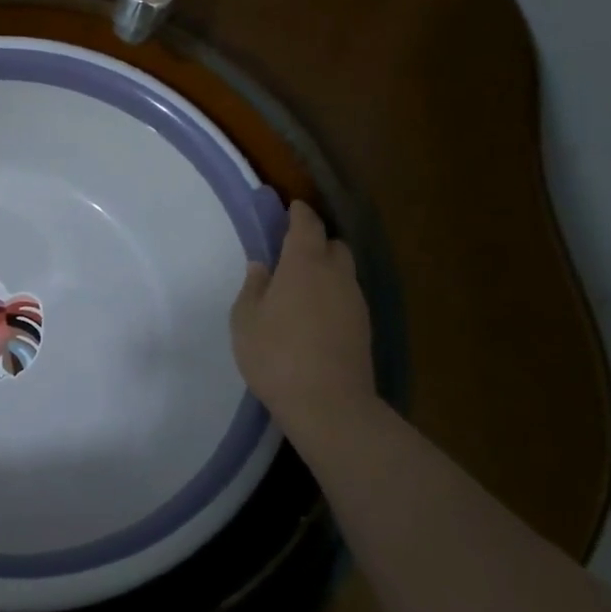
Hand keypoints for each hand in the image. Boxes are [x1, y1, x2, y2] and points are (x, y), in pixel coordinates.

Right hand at [230, 200, 376, 443]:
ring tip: (300, 288)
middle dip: (316, 241)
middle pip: (333, 245)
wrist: (329, 404)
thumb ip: (253, 287)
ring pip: (343, 272)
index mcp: (305, 264)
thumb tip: (262, 266)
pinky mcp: (364, 328)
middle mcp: (336, 275)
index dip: (298, 213)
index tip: (290, 207)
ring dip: (325, 271)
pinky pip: (347, 297)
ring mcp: (355, 302)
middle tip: (291, 253)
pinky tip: (314, 315)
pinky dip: (332, 296)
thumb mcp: (246, 319)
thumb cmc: (276, 355)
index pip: (306, 224)